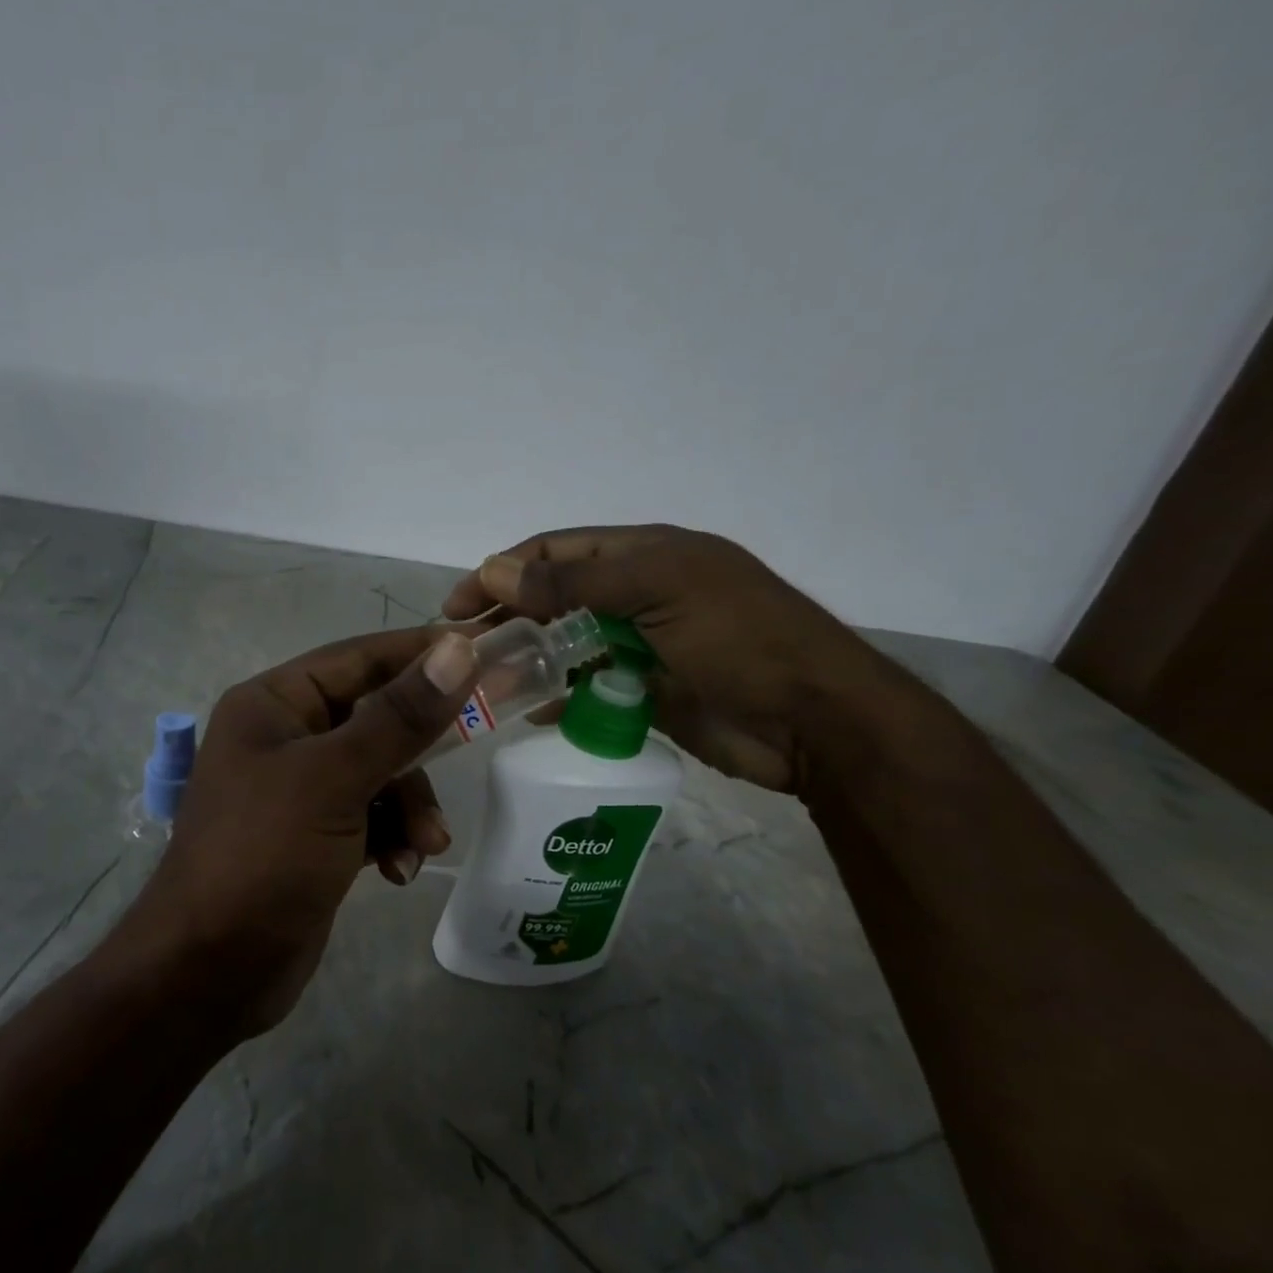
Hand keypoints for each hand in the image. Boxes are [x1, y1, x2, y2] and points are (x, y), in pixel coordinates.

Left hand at [112, 627, 478, 1036]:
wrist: (209, 972)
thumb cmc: (262, 856)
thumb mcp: (334, 780)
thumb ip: (399, 717)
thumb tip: (456, 649)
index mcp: (273, 705)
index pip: (358, 659)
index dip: (420, 652)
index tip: (484, 648)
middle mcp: (285, 738)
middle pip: (376, 718)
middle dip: (420, 750)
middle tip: (476, 744)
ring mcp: (301, 791)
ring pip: (381, 773)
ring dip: (411, 805)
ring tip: (424, 843)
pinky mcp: (316, 837)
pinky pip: (372, 817)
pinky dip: (393, 837)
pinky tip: (398, 871)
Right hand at [442, 525, 898, 792]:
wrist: (815, 721)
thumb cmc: (740, 641)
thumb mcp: (658, 592)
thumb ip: (575, 583)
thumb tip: (494, 569)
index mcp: (644, 555)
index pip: (556, 551)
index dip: (502, 570)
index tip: (458, 604)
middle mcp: (638, 594)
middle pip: (555, 598)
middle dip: (508, 617)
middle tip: (464, 648)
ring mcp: (641, 644)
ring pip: (567, 645)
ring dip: (528, 659)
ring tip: (486, 682)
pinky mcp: (646, 691)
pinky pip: (588, 688)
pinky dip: (559, 696)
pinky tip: (531, 712)